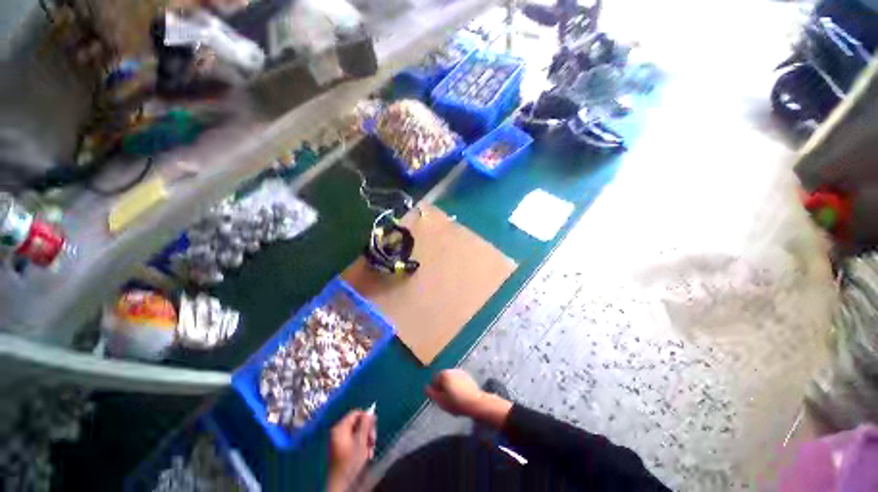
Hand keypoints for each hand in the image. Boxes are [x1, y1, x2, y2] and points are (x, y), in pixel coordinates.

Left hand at [328, 410, 375, 491]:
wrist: (340, 484)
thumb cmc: (350, 462)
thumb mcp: (360, 441)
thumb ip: (366, 424)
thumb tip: (370, 411)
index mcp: (340, 428)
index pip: (355, 413)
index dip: (367, 417)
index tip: (375, 425)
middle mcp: (337, 432)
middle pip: (357, 423)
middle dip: (367, 431)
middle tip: (373, 440)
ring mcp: (338, 441)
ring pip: (357, 433)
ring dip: (366, 440)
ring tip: (370, 450)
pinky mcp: (341, 449)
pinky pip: (353, 441)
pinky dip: (361, 445)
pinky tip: (365, 454)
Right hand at [425, 369, 483, 416]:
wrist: (475, 402)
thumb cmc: (456, 403)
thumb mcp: (440, 401)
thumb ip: (431, 393)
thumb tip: (426, 387)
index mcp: (444, 374)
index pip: (434, 380)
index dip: (436, 390)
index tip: (441, 399)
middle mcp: (451, 370)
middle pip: (443, 379)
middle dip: (444, 388)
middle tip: (447, 400)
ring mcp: (460, 372)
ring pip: (451, 380)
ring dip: (451, 387)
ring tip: (455, 399)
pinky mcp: (467, 376)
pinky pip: (458, 381)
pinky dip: (458, 386)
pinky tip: (461, 395)